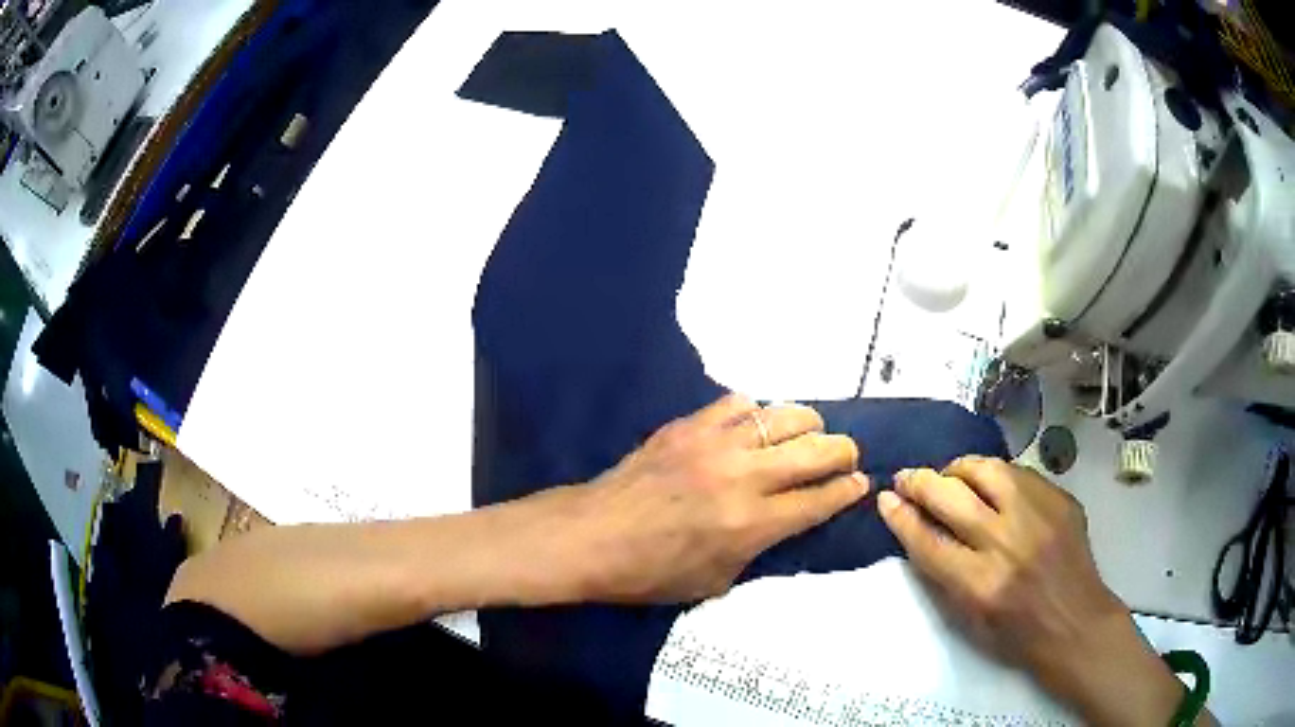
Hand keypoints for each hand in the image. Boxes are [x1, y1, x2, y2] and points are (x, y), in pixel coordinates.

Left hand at [566, 393, 867, 602]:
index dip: (849, 491)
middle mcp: (743, 477)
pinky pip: (738, 403)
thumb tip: (784, 522)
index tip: (862, 483)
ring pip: (784, 415)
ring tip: (809, 435)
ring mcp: (715, 444)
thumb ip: (759, 549)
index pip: (820, 500)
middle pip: (817, 450)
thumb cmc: (651, 572)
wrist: (592, 536)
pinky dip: (757, 412)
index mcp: (752, 524)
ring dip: (808, 425)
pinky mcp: (688, 425)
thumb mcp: (717, 581)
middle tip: (845, 458)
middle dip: (844, 452)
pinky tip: (754, 425)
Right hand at [878, 457, 1198, 725]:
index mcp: (980, 584)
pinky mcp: (1060, 500)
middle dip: (920, 482)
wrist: (1075, 623)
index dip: (901, 517)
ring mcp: (1038, 515)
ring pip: (986, 470)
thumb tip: (918, 533)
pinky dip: (994, 475)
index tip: (885, 500)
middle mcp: (1007, 543)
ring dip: (958, 469)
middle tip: (907, 477)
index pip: (927, 540)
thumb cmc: (1016, 636)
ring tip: (948, 474)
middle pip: (952, 496)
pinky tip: (988, 483)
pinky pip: (1018, 473)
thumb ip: (943, 577)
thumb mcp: (968, 622)